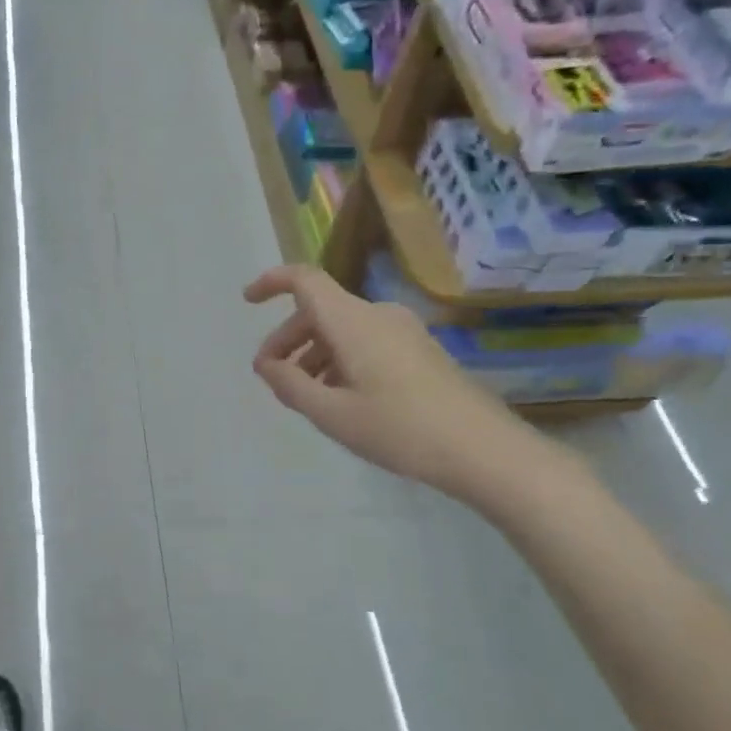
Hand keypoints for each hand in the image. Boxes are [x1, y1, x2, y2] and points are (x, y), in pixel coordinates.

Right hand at [244, 265, 547, 501]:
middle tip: (272, 377)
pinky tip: (342, 399)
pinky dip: (341, 360)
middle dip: (288, 339)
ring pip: (343, 330)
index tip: (248, 302)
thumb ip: (290, 385)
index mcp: (352, 321)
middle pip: (320, 311)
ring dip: (315, 354)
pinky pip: (366, 342)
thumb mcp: (332, 413)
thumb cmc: (399, 429)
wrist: (483, 450)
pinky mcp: (419, 351)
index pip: (305, 281)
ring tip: (305, 395)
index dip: (272, 283)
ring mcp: (403, 332)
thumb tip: (265, 364)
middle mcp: (377, 316)